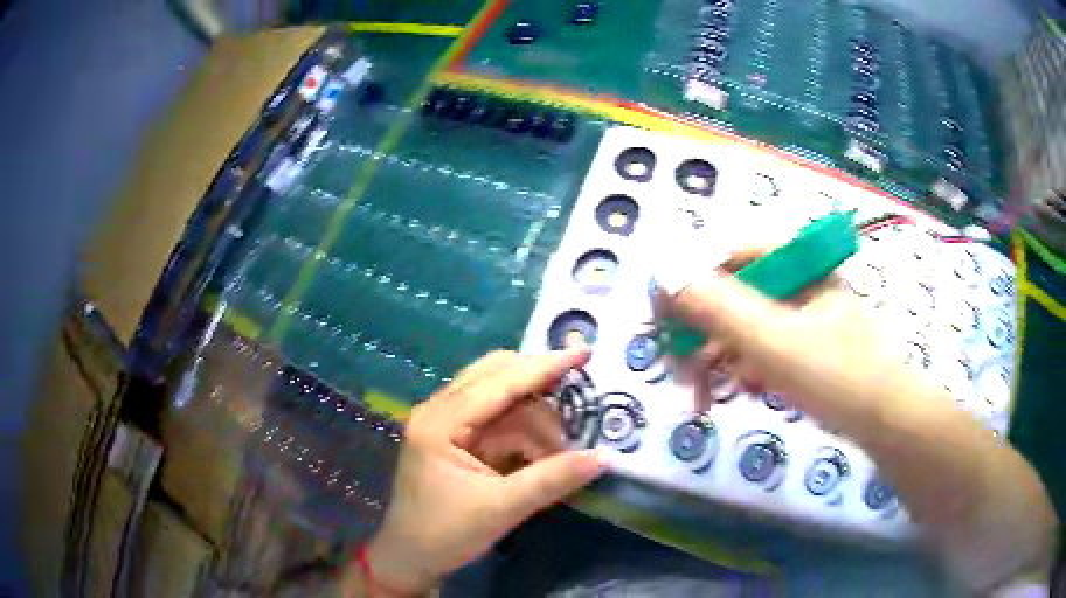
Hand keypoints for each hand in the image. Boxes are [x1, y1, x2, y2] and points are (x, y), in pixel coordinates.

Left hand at [361, 348, 606, 595]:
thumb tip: (604, 456)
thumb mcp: (502, 509)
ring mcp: (443, 424)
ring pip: (497, 399)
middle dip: (538, 385)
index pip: (497, 383)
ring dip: (533, 415)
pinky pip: (494, 422)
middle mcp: (437, 412)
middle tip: (578, 393)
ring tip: (563, 442)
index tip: (583, 352)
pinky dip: (521, 431)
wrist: (410, 560)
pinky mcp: (453, 440)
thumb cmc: (445, 535)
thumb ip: (553, 479)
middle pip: (494, 377)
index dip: (543, 367)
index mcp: (439, 423)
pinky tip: (543, 449)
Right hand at [669, 249, 902, 430]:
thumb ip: (718, 307)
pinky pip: (760, 347)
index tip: (658, 316)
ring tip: (704, 396)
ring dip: (717, 358)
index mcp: (795, 262)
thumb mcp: (773, 340)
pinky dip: (743, 369)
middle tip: (675, 368)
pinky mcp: (803, 343)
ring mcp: (801, 313)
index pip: (725, 253)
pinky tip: (740, 392)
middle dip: (700, 333)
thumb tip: (663, 276)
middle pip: (731, 292)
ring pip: (742, 324)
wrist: (884, 421)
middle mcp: (796, 280)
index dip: (687, 280)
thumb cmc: (835, 374)